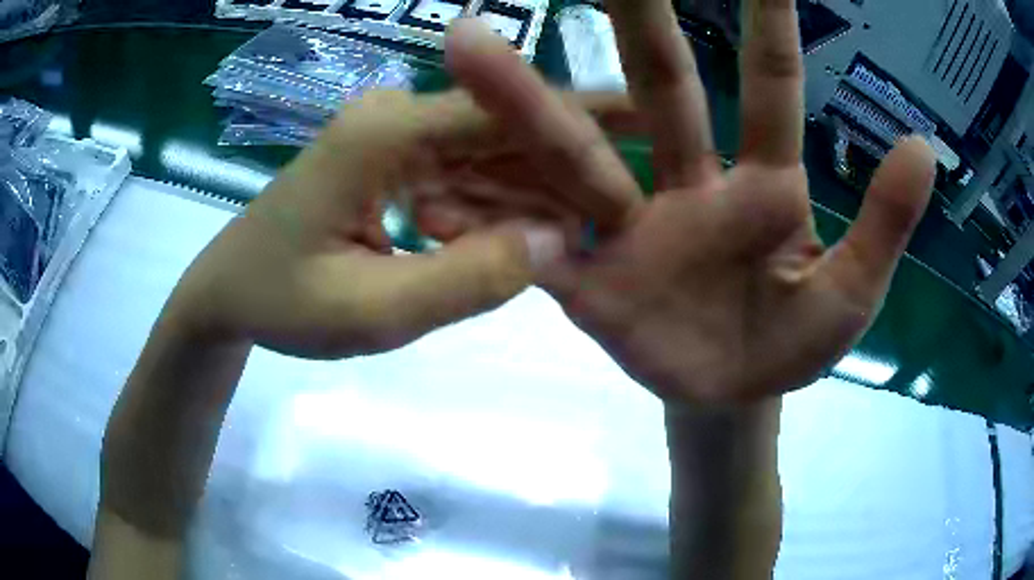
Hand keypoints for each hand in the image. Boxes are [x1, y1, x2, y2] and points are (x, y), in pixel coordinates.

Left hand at [167, 90, 632, 357]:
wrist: (228, 294)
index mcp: (385, 133)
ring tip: (608, 217)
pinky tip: (544, 228)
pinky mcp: (395, 159)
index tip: (652, 133)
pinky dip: (507, 199)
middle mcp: (397, 116)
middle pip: (507, 126)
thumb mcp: (369, 311)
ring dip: (546, 185)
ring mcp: (396, 136)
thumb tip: (557, 241)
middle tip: (640, 194)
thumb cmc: (281, 303)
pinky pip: (467, 172)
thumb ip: (466, 278)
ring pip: (493, 150)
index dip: (581, 126)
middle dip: (574, 160)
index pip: (505, 111)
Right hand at [443, 1, 935, 403]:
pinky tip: (433, 192)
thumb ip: (884, 225)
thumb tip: (921, 145)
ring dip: (518, 101)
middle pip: (655, 84)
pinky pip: (531, 245)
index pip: (767, 84)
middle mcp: (688, 185)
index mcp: (763, 184)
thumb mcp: (852, 296)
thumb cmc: (794, 345)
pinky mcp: (586, 284)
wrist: (729, 396)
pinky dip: (485, 219)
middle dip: (630, 15)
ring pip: (571, 152)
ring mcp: (628, 231)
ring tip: (463, 47)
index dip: (766, 20)